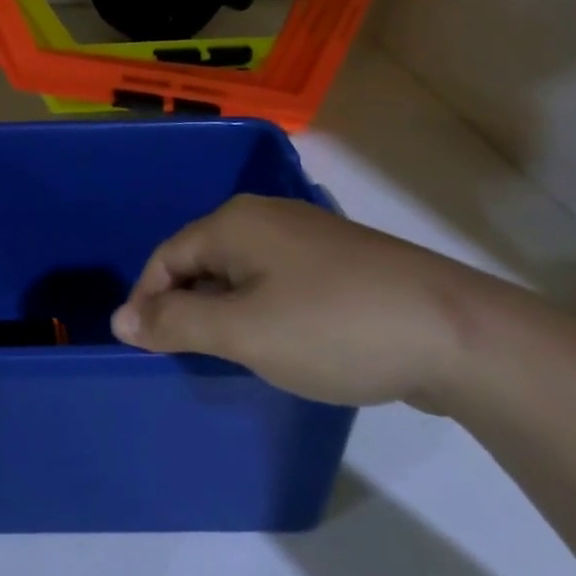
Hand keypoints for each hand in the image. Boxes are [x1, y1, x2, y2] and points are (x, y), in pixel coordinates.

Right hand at [110, 195, 499, 408]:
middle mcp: (266, 217)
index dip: (147, 302)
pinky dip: (263, 310)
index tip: (143, 350)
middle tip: (187, 359)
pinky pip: (278, 281)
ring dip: (225, 312)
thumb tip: (121, 320)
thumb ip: (175, 324)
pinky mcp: (341, 261)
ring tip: (231, 357)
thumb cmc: (331, 326)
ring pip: (242, 272)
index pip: (166, 257)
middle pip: (202, 260)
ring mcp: (308, 236)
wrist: (454, 331)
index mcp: (234, 222)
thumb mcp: (242, 331)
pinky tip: (282, 343)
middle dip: (186, 307)